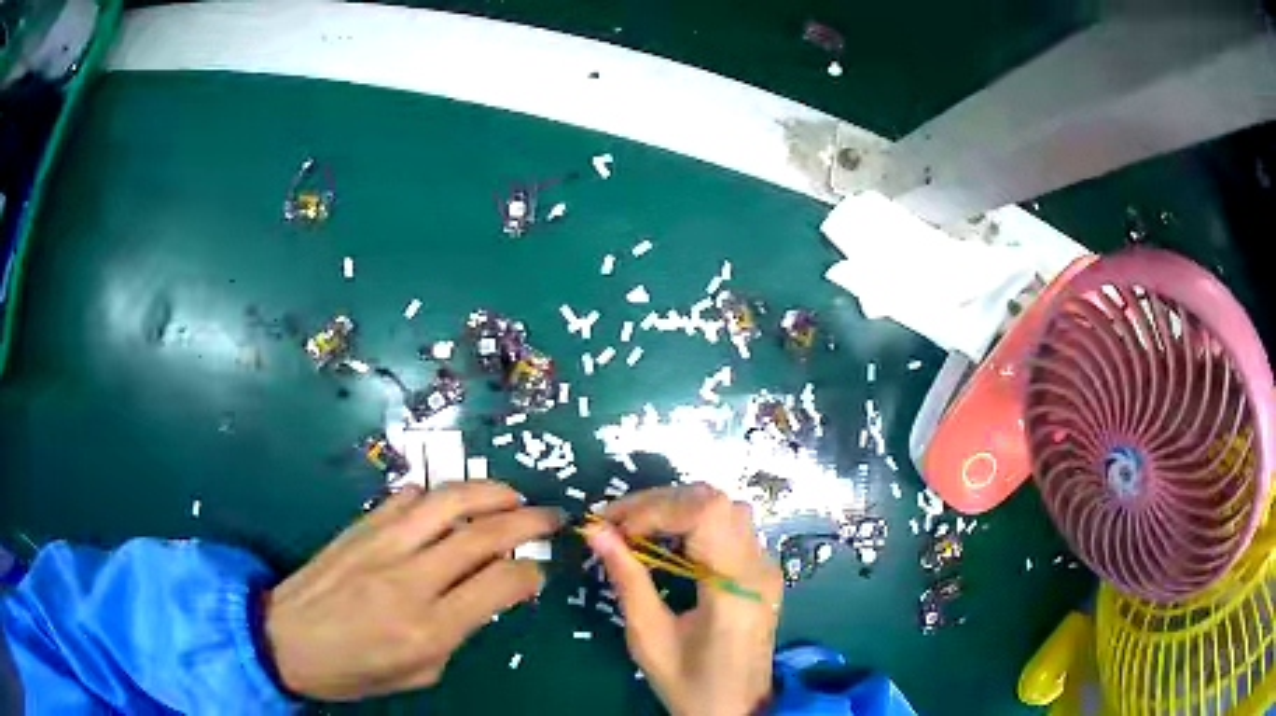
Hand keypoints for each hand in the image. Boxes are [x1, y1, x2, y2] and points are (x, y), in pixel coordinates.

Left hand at [263, 482, 561, 700]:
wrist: (286, 639)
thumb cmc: (354, 670)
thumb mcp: (418, 674)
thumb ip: (456, 635)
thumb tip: (483, 597)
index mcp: (429, 627)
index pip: (501, 585)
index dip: (531, 575)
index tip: (538, 574)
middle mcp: (411, 578)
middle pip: (483, 535)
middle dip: (528, 521)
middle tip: (550, 517)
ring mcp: (383, 544)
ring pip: (447, 502)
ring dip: (489, 492)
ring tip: (512, 495)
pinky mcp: (361, 526)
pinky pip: (406, 498)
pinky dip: (435, 494)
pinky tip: (447, 500)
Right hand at [585, 484, 782, 715]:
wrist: (737, 709)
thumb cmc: (690, 683)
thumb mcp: (649, 637)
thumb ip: (627, 579)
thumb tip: (596, 531)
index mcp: (735, 587)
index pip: (706, 513)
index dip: (656, 508)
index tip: (615, 527)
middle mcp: (758, 567)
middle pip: (716, 501)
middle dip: (660, 503)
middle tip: (618, 525)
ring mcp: (766, 567)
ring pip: (725, 508)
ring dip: (678, 509)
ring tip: (638, 531)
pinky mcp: (763, 572)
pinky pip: (731, 527)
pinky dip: (694, 523)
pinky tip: (667, 544)